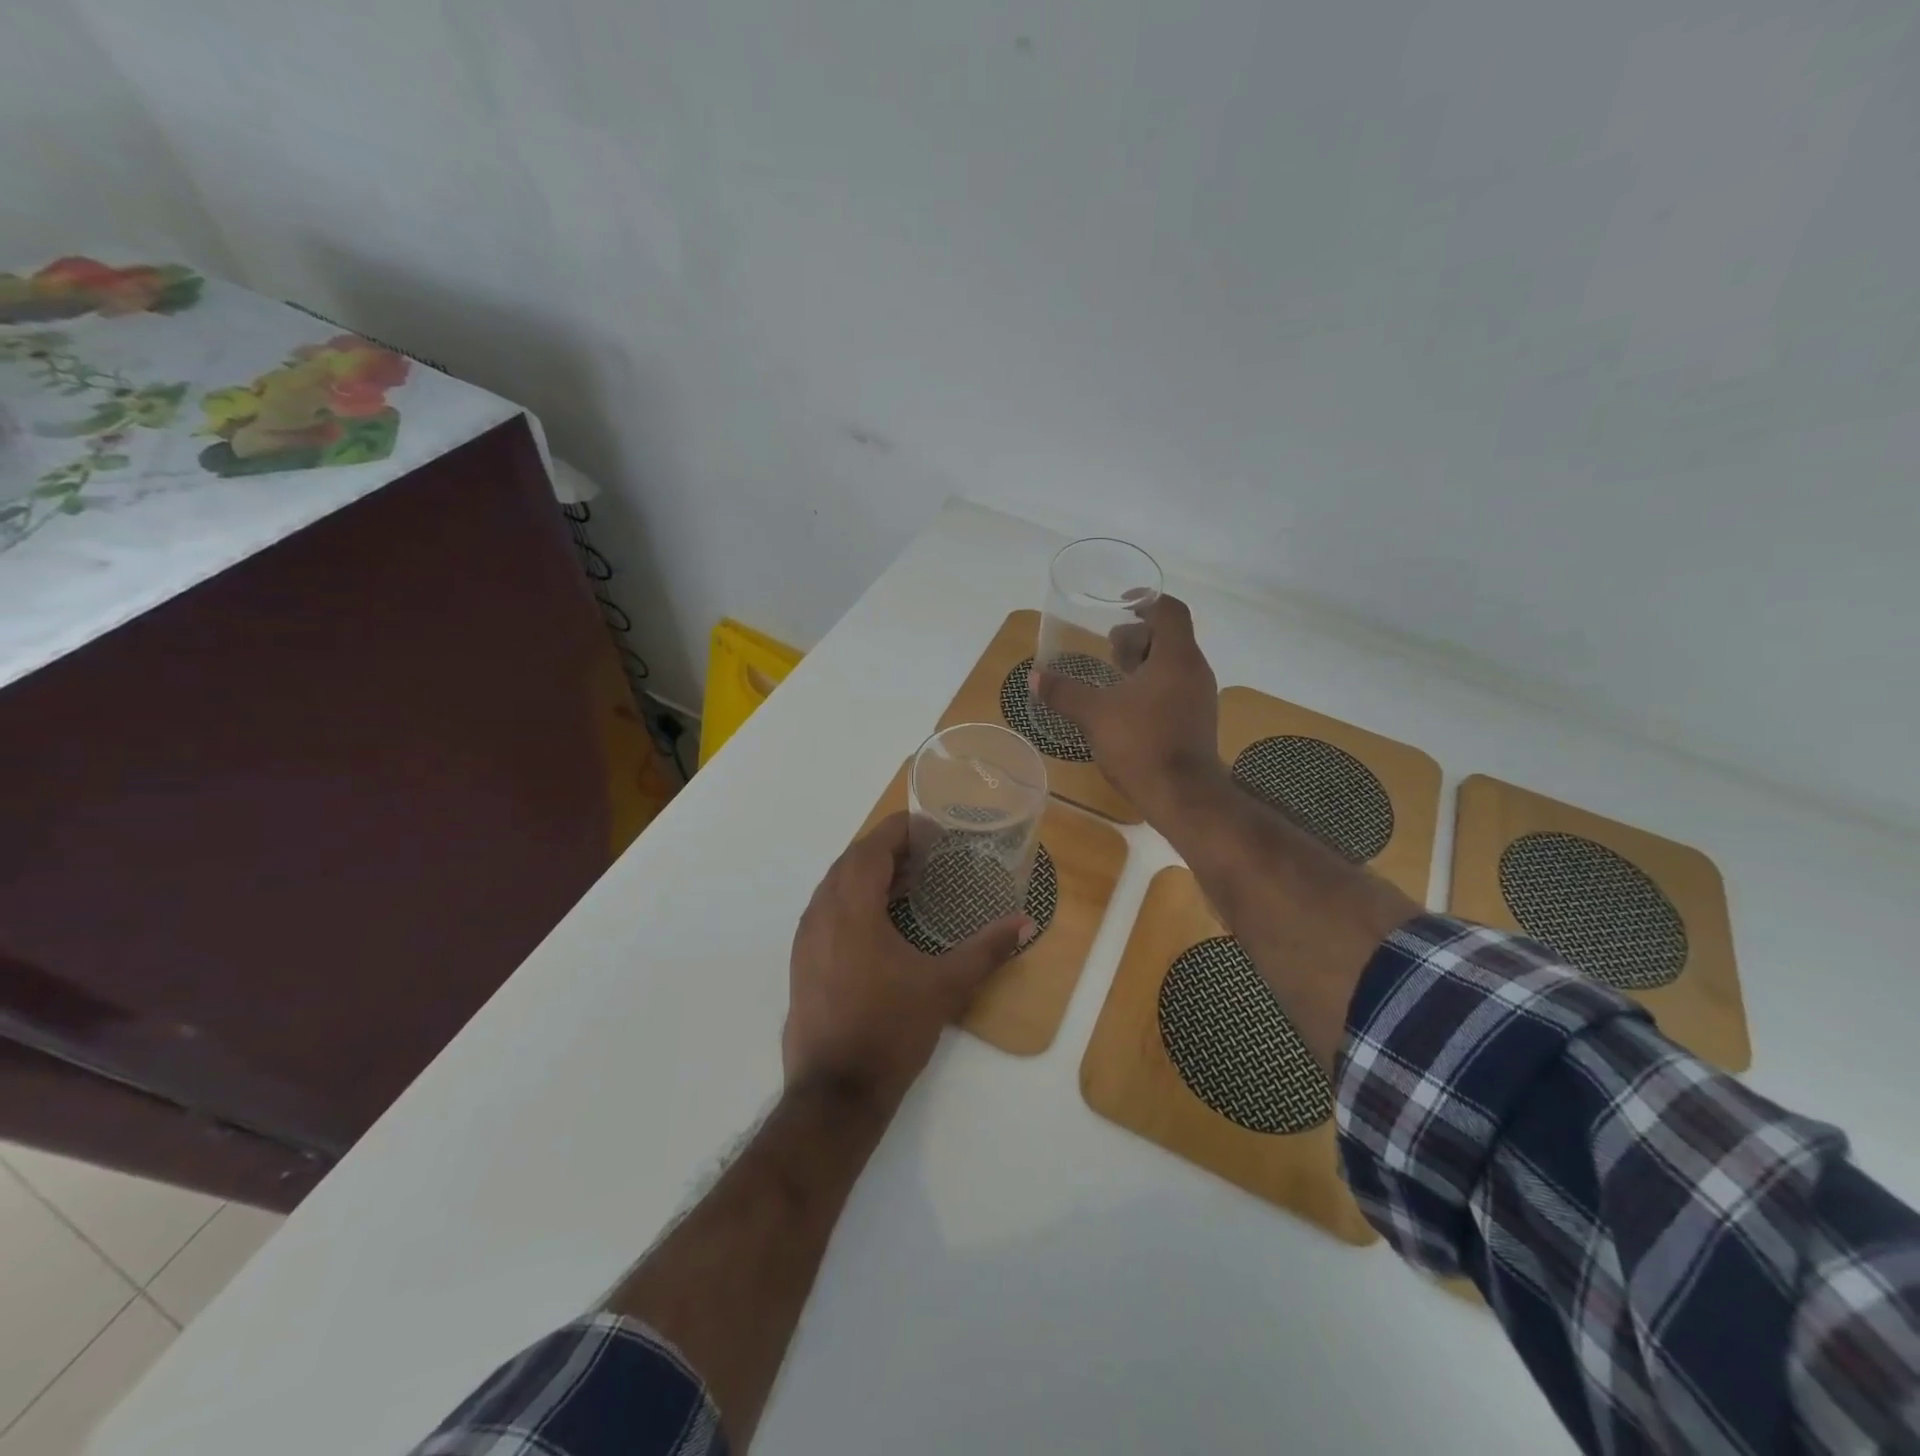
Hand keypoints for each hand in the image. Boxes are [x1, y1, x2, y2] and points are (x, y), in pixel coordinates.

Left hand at [784, 812, 1031, 1110]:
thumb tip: (1025, 922)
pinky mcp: (801, 961)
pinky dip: (852, 898)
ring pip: (834, 885)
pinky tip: (880, 919)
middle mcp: (821, 913)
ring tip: (906, 879)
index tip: (930, 826)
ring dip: (867, 873)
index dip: (900, 829)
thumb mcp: (946, 986)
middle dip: (886, 849)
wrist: (835, 1093)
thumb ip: (987, 949)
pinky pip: (826, 910)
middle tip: (925, 851)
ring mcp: (806, 939)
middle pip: (851, 861)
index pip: (872, 848)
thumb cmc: (891, 1030)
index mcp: (852, 908)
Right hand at [1030, 594, 1220, 822]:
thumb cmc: (1142, 744)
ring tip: (1113, 674)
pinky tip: (1126, 705)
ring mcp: (1200, 697)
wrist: (1183, 796)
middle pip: (1170, 637)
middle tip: (1108, 647)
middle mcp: (1194, 670)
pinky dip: (1152, 684)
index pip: (1170, 611)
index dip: (1147, 601)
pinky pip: (1175, 687)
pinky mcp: (1197, 720)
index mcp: (1176, 658)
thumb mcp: (1095, 715)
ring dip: (1144, 662)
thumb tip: (1034, 678)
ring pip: (1173, 664)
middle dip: (1138, 636)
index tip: (1121, 606)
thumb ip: (1064, 692)